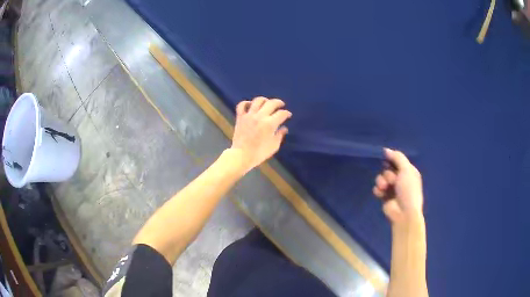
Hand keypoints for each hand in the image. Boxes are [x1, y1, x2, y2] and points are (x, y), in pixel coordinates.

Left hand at [230, 97, 291, 171]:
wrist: (241, 155)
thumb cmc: (259, 153)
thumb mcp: (274, 146)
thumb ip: (280, 135)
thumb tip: (284, 128)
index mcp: (270, 124)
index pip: (282, 113)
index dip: (287, 113)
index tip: (288, 115)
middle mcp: (260, 116)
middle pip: (271, 103)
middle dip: (279, 102)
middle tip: (281, 105)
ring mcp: (249, 115)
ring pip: (257, 100)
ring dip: (264, 100)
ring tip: (267, 102)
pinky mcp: (240, 117)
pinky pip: (241, 105)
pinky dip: (246, 103)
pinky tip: (250, 105)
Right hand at [373, 148, 423, 224]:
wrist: (404, 213)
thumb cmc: (408, 190)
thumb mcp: (406, 170)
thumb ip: (397, 158)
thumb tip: (386, 150)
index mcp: (409, 171)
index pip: (398, 160)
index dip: (391, 158)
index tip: (386, 157)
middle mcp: (401, 178)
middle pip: (388, 169)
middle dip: (387, 173)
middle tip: (391, 180)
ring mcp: (392, 188)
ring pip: (381, 178)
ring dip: (381, 181)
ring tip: (385, 188)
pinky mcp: (384, 196)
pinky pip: (377, 188)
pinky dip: (378, 190)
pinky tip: (381, 194)